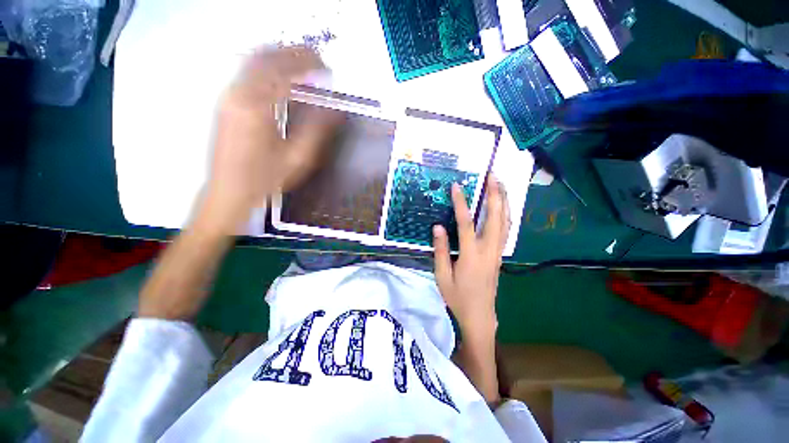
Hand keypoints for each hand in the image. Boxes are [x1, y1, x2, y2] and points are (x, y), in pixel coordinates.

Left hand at [199, 46, 339, 233]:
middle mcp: (239, 94)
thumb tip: (335, 109)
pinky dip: (268, 68)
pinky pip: (248, 73)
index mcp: (257, 107)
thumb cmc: (266, 178)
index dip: (308, 63)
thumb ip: (317, 130)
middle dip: (294, 53)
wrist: (229, 190)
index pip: (284, 71)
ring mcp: (229, 96)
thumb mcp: (298, 158)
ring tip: (303, 65)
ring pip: (254, 61)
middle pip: (266, 57)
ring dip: (280, 57)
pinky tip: (282, 78)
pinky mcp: (226, 102)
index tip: (326, 66)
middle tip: (317, 60)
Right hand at [432, 175, 510, 340]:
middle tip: (492, 176)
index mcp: (471, 256)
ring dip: (504, 202)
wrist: (480, 316)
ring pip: (505, 222)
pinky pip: (506, 230)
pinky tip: (503, 206)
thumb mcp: (442, 276)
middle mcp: (488, 250)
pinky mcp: (499, 255)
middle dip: (495, 195)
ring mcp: (497, 252)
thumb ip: (440, 250)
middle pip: (495, 218)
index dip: (461, 204)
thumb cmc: (458, 297)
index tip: (457, 187)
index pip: (466, 224)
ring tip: (501, 185)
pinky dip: (506, 214)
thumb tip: (438, 227)